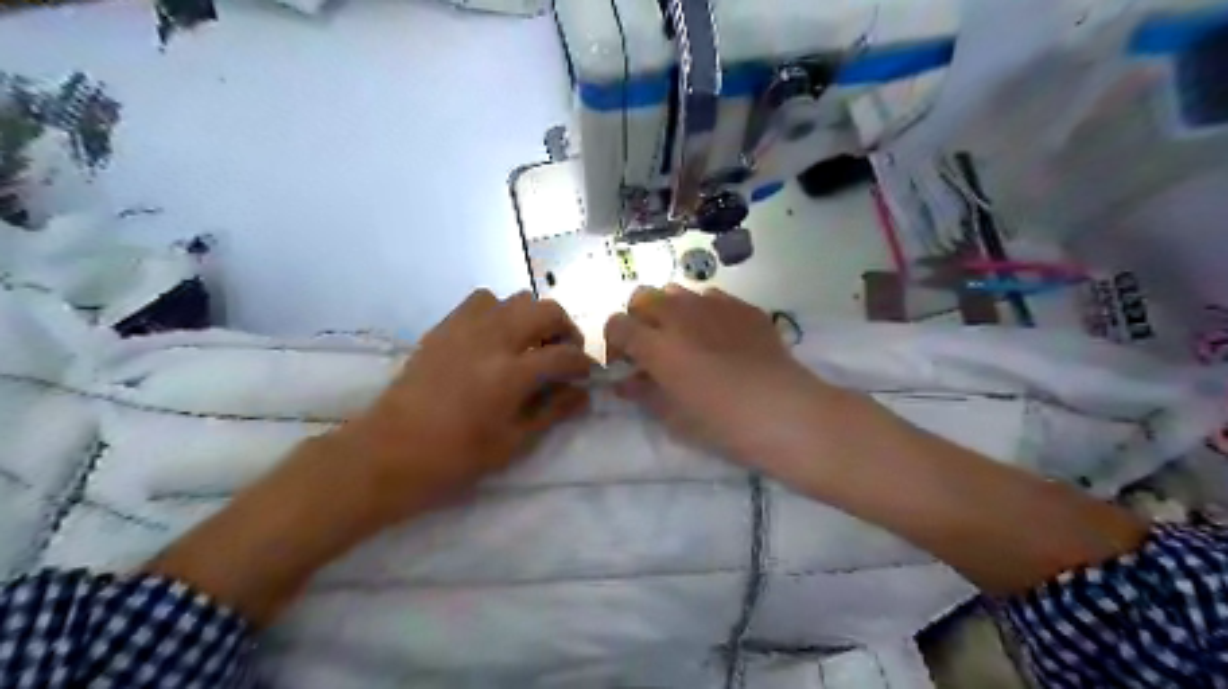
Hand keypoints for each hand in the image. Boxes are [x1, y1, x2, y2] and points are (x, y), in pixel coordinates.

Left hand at [333, 287, 588, 521]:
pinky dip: (500, 311)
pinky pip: (482, 300)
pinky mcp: (445, 326)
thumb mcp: (513, 443)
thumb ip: (553, 411)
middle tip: (565, 352)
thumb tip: (583, 394)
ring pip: (516, 298)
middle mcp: (493, 340)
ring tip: (531, 343)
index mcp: (511, 374)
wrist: (391, 451)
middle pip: (546, 310)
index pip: (565, 354)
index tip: (587, 373)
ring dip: (533, 317)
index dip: (584, 363)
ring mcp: (466, 328)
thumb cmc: (455, 458)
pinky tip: (497, 336)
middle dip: (566, 329)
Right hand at [604, 282, 844, 471]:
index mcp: (656, 344)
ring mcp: (713, 305)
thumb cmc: (721, 423)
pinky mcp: (742, 306)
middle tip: (652, 346)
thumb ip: (642, 394)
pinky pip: (711, 297)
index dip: (614, 341)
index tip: (625, 362)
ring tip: (686, 338)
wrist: (783, 411)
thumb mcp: (673, 416)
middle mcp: (679, 315)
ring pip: (676, 291)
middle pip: (643, 297)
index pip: (617, 324)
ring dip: (670, 310)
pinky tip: (719, 336)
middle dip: (639, 318)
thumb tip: (623, 383)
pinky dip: (703, 311)